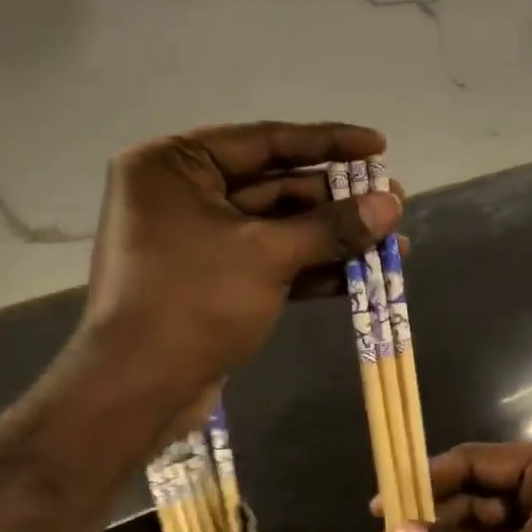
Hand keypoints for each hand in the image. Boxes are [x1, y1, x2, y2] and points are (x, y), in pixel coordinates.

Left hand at [78, 121, 402, 412]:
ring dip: (333, 237)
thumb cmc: (193, 302)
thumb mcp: (267, 255)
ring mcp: (198, 242)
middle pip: (275, 186)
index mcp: (175, 166)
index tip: (379, 146)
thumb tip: (392, 204)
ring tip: (393, 239)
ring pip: (278, 229)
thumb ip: (332, 226)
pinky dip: (312, 269)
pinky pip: (270, 262)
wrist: (137, 390)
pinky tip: (362, 276)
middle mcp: (182, 195)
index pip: (265, 141)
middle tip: (394, 201)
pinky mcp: (214, 282)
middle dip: (337, 199)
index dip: (328, 142)